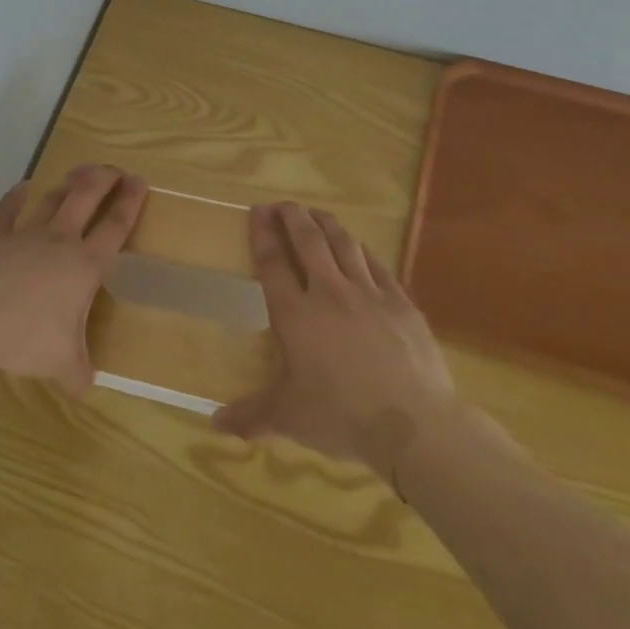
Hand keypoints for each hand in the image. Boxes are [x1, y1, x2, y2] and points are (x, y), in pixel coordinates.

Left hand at [0, 165, 148, 393]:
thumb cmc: (25, 339)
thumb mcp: (61, 363)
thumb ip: (78, 372)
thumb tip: (86, 389)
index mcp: (84, 266)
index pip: (115, 227)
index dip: (131, 203)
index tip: (141, 181)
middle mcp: (59, 241)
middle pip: (86, 197)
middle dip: (104, 179)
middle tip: (114, 170)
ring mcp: (24, 234)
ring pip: (52, 198)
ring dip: (68, 184)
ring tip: (79, 174)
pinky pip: (8, 209)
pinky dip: (17, 196)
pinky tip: (23, 187)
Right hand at [215, 202, 459, 478]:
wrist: (414, 424)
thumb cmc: (342, 417)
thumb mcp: (289, 418)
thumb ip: (252, 415)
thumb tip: (216, 424)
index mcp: (296, 315)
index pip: (273, 263)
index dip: (263, 233)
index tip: (257, 211)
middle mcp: (329, 293)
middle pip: (308, 241)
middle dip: (293, 217)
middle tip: (284, 204)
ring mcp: (369, 294)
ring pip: (344, 244)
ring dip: (327, 224)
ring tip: (317, 213)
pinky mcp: (400, 303)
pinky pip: (376, 265)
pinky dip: (362, 250)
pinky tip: (359, 247)